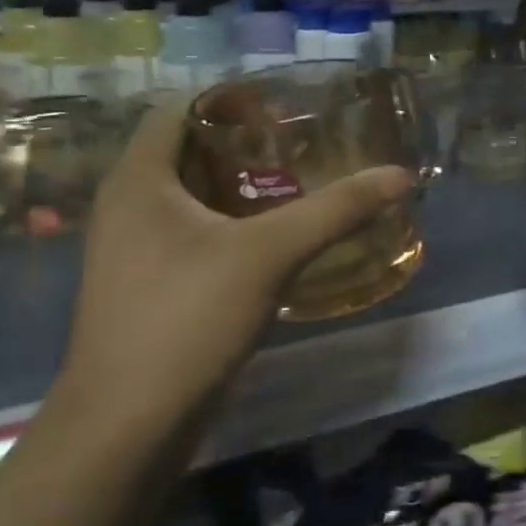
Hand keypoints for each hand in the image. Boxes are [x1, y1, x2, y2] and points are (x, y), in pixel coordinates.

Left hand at [51, 102, 412, 439]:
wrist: (126, 426)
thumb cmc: (186, 319)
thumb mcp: (269, 255)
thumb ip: (335, 211)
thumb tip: (399, 176)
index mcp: (139, 178)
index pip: (180, 109)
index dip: (231, 98)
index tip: (287, 105)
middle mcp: (127, 205)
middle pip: (188, 153)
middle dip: (246, 145)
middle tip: (305, 144)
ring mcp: (132, 250)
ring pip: (191, 199)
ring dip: (240, 189)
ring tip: (300, 185)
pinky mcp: (146, 288)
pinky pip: (191, 236)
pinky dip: (231, 228)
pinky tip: (275, 242)